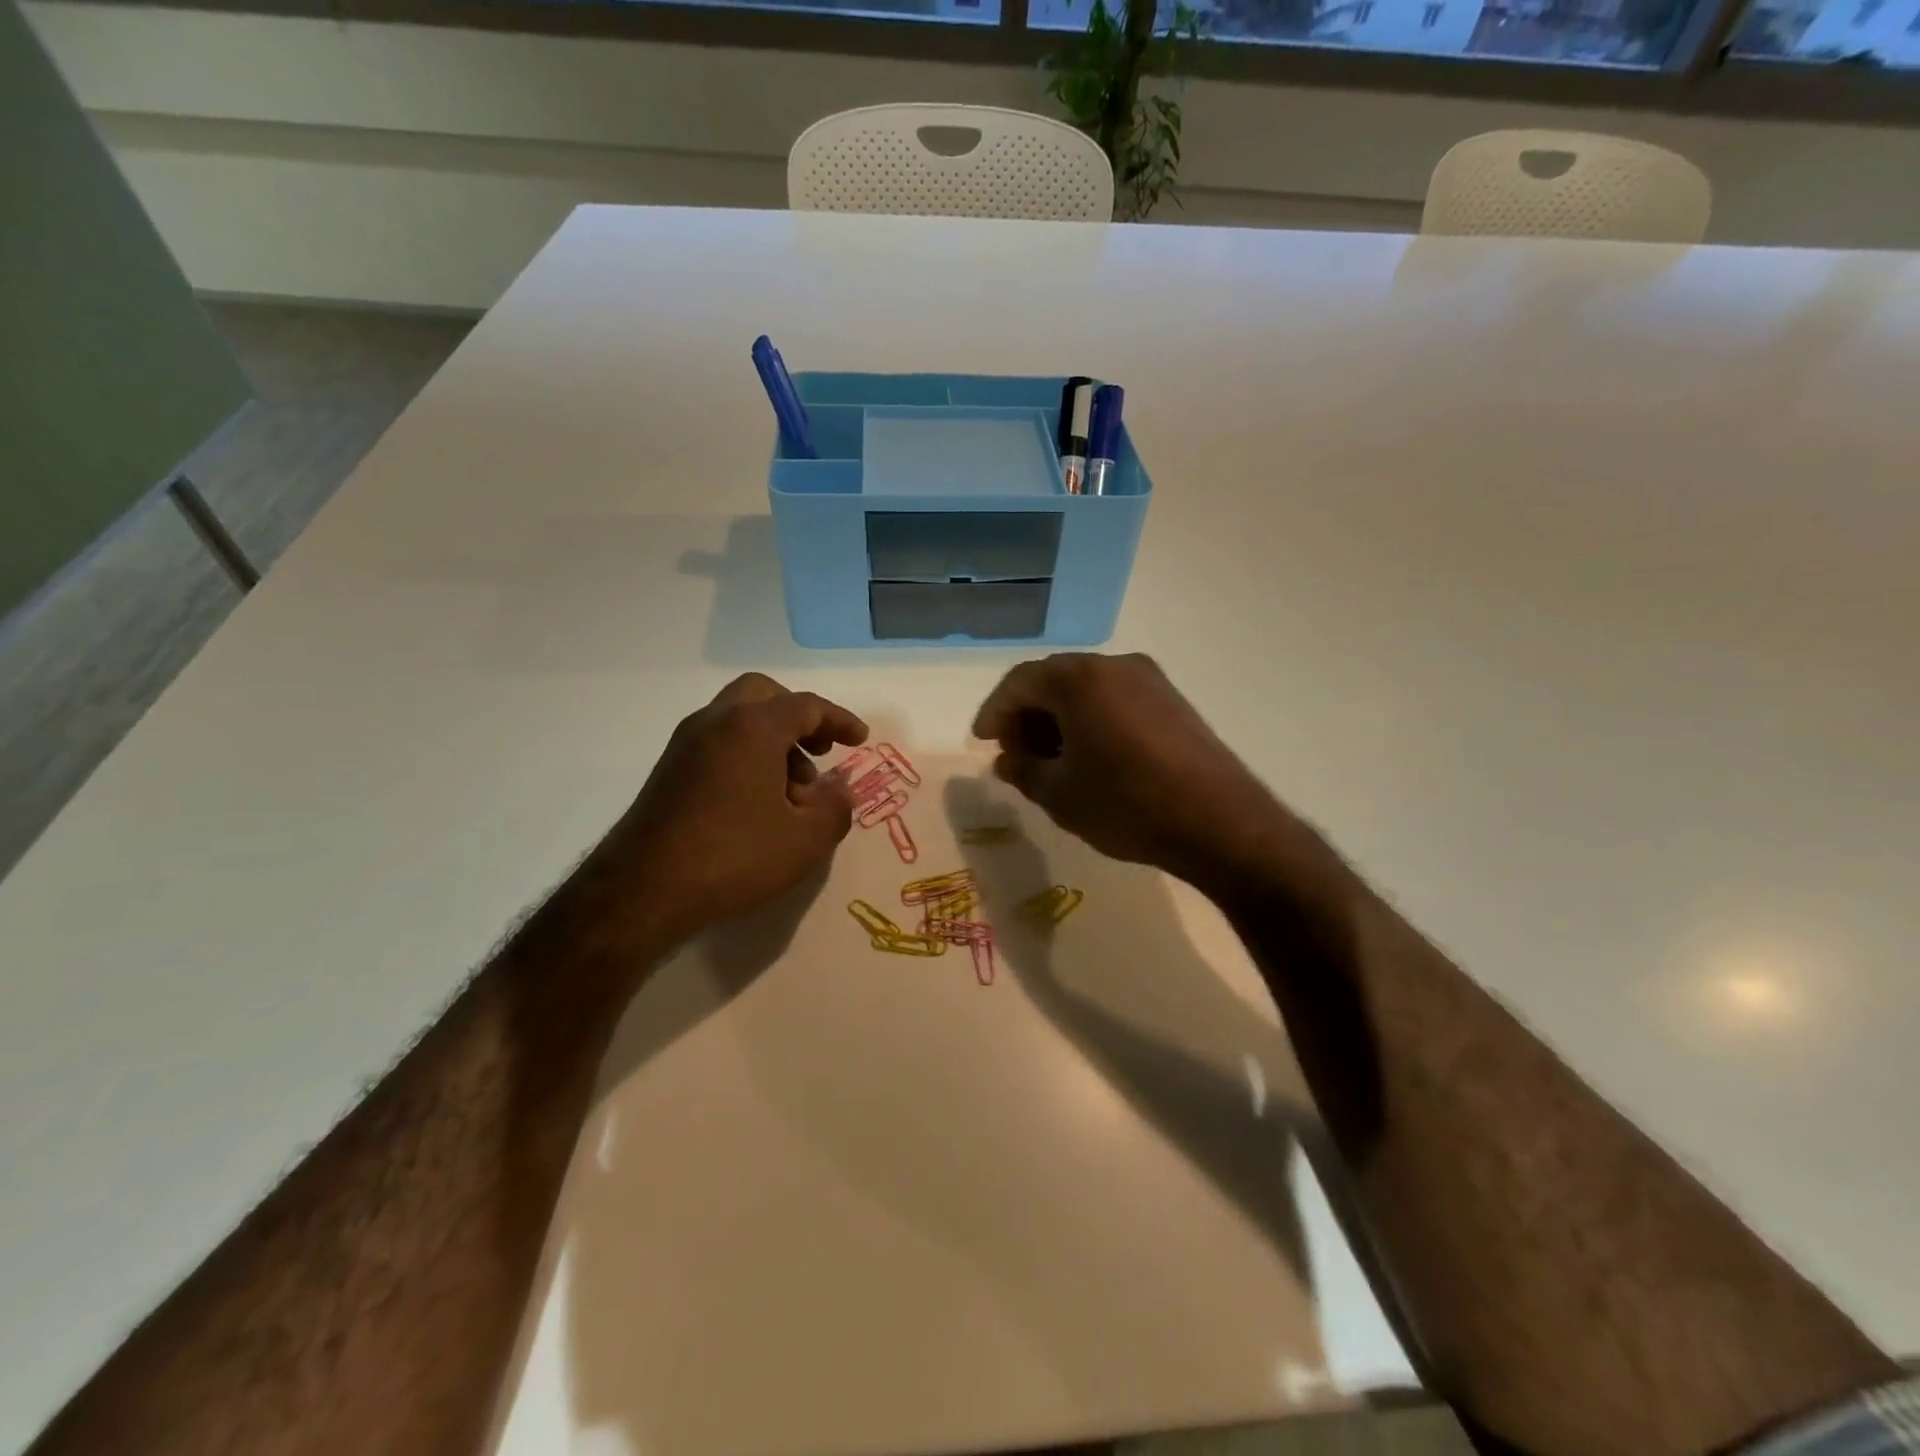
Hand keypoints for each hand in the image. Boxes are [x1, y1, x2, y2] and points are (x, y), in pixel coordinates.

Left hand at [593, 674, 867, 942]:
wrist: (643, 890)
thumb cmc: (734, 857)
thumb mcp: (806, 841)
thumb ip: (836, 808)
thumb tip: (840, 790)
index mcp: (752, 727)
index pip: (806, 706)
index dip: (840, 720)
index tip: (860, 740)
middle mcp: (715, 722)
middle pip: (764, 695)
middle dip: (799, 717)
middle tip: (820, 750)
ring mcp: (685, 745)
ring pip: (738, 719)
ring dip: (773, 740)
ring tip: (793, 792)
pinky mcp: (668, 771)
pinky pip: (718, 743)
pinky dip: (746, 755)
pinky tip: (757, 803)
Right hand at [971, 653, 1286, 888]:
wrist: (1219, 822)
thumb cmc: (1126, 804)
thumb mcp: (1060, 794)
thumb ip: (1023, 770)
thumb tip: (1008, 760)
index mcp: (1079, 679)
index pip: (1020, 682)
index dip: (995, 712)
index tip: (983, 741)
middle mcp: (1114, 666)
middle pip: (1053, 680)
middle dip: (1027, 715)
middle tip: (1015, 753)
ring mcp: (1149, 680)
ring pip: (1086, 689)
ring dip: (1059, 718)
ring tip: (1050, 760)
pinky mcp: (1172, 700)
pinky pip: (1114, 699)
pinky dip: (1090, 719)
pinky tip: (1088, 756)